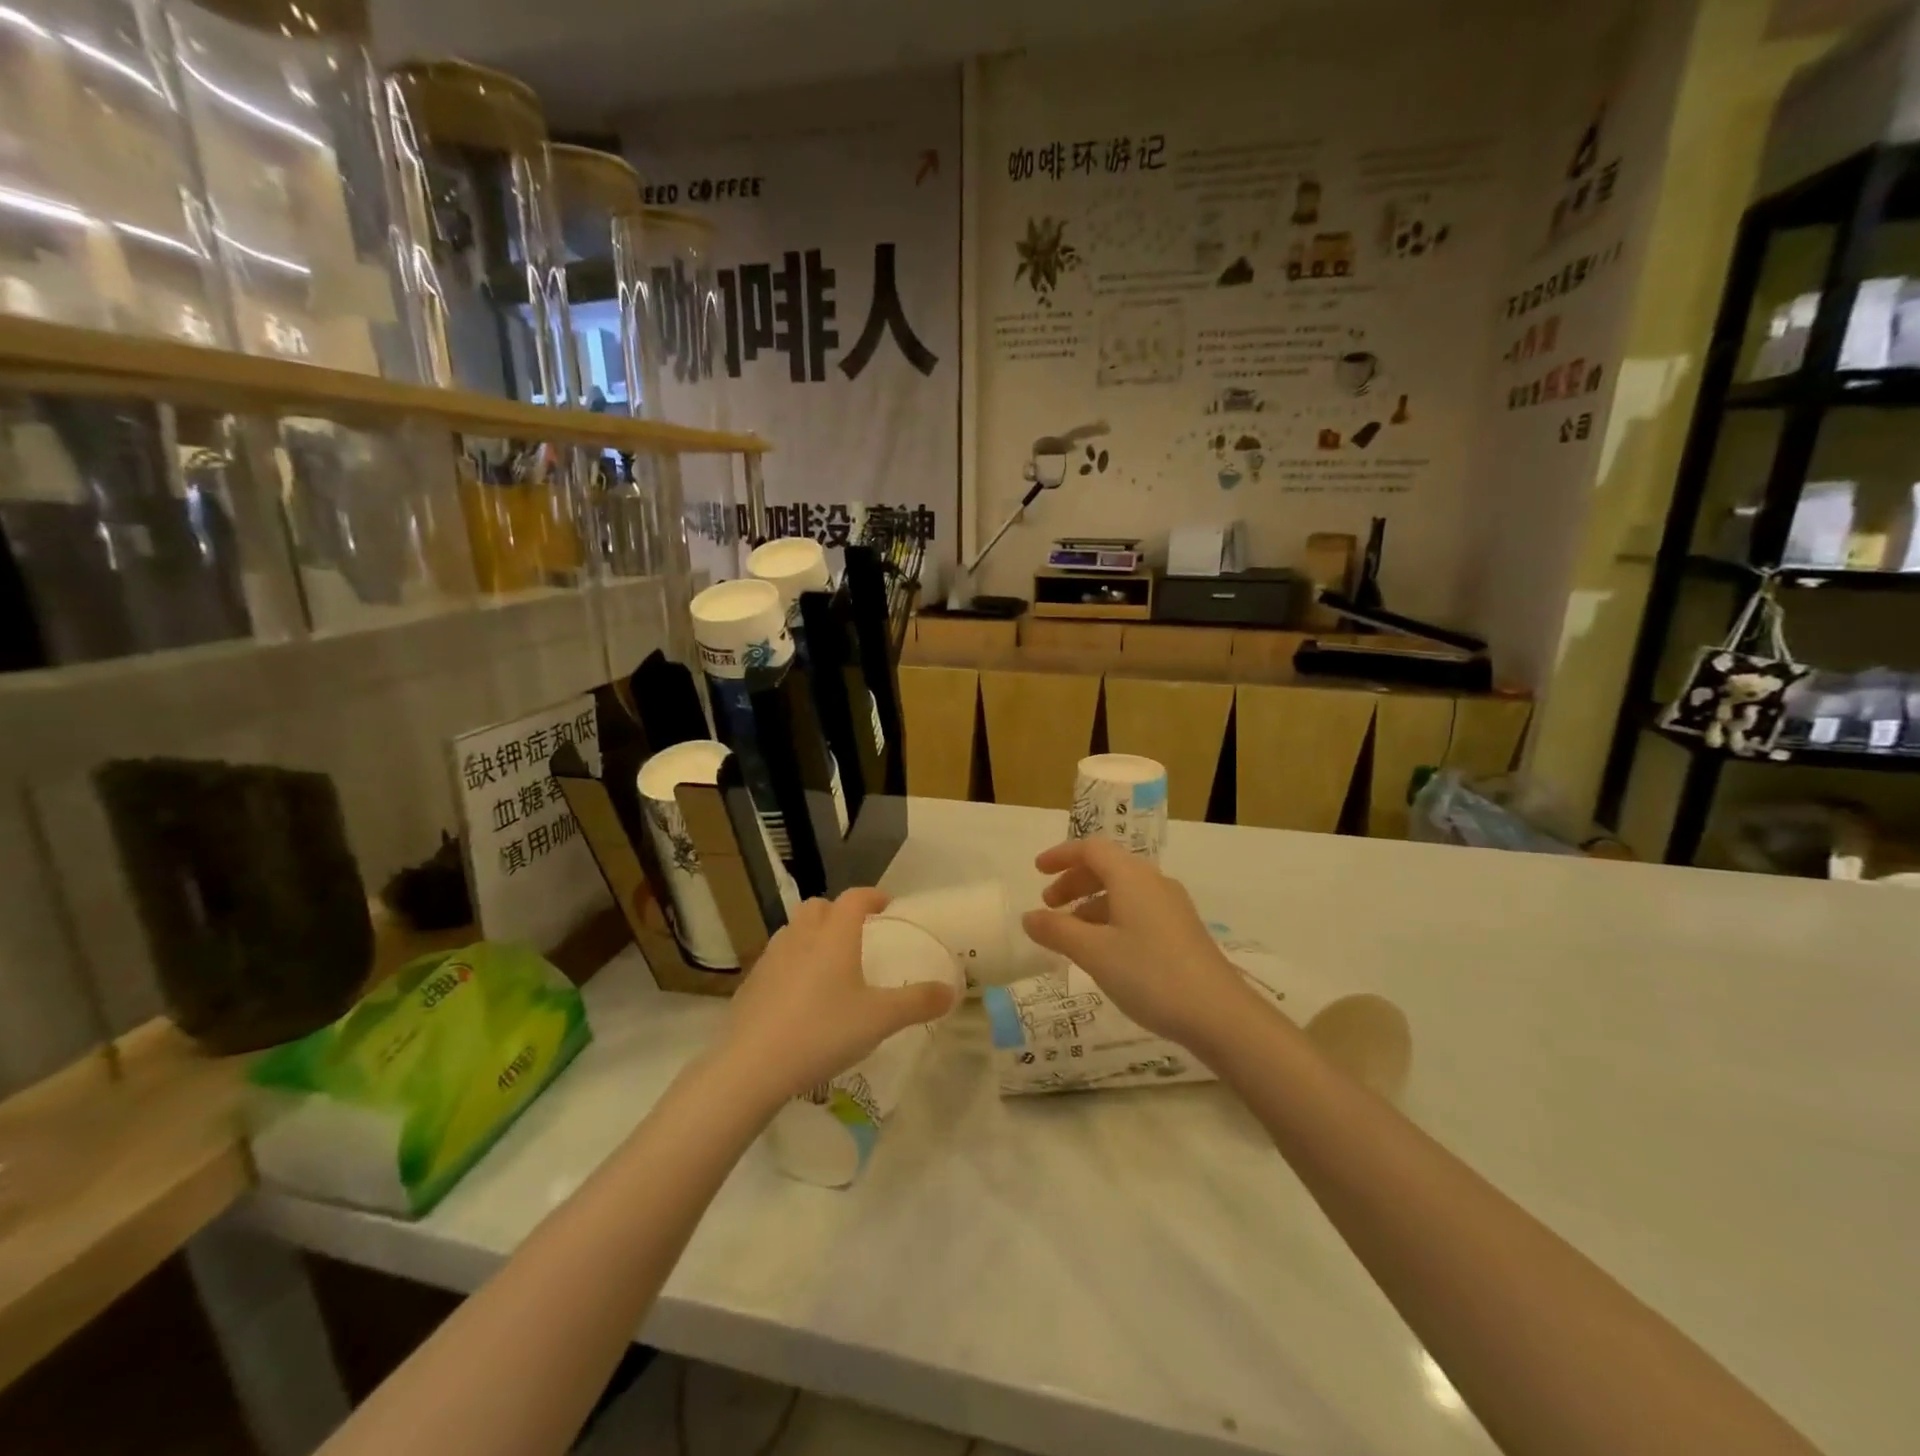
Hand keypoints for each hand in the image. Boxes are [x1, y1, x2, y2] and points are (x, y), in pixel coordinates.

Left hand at [719, 888, 957, 1106]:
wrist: (753, 1065)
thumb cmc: (823, 1031)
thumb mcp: (880, 1019)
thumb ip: (917, 1002)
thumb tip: (950, 990)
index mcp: (834, 935)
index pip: (854, 898)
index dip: (872, 897)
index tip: (886, 905)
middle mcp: (801, 937)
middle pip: (818, 907)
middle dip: (838, 913)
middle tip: (856, 935)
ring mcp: (771, 958)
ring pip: (794, 931)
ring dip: (812, 936)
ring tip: (828, 964)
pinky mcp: (751, 984)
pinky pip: (776, 961)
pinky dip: (792, 965)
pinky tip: (800, 997)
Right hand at [1021, 839, 1259, 1052]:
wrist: (1220, 1014)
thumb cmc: (1150, 974)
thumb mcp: (1094, 953)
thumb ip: (1057, 931)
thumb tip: (1029, 917)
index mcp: (1132, 877)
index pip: (1091, 849)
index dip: (1061, 855)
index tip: (1037, 872)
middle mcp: (1154, 882)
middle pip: (1108, 867)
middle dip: (1074, 882)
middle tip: (1049, 906)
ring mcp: (1172, 907)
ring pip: (1123, 891)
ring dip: (1092, 903)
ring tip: (1071, 934)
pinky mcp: (1182, 931)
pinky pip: (1138, 910)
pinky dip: (1112, 918)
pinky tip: (1105, 950)